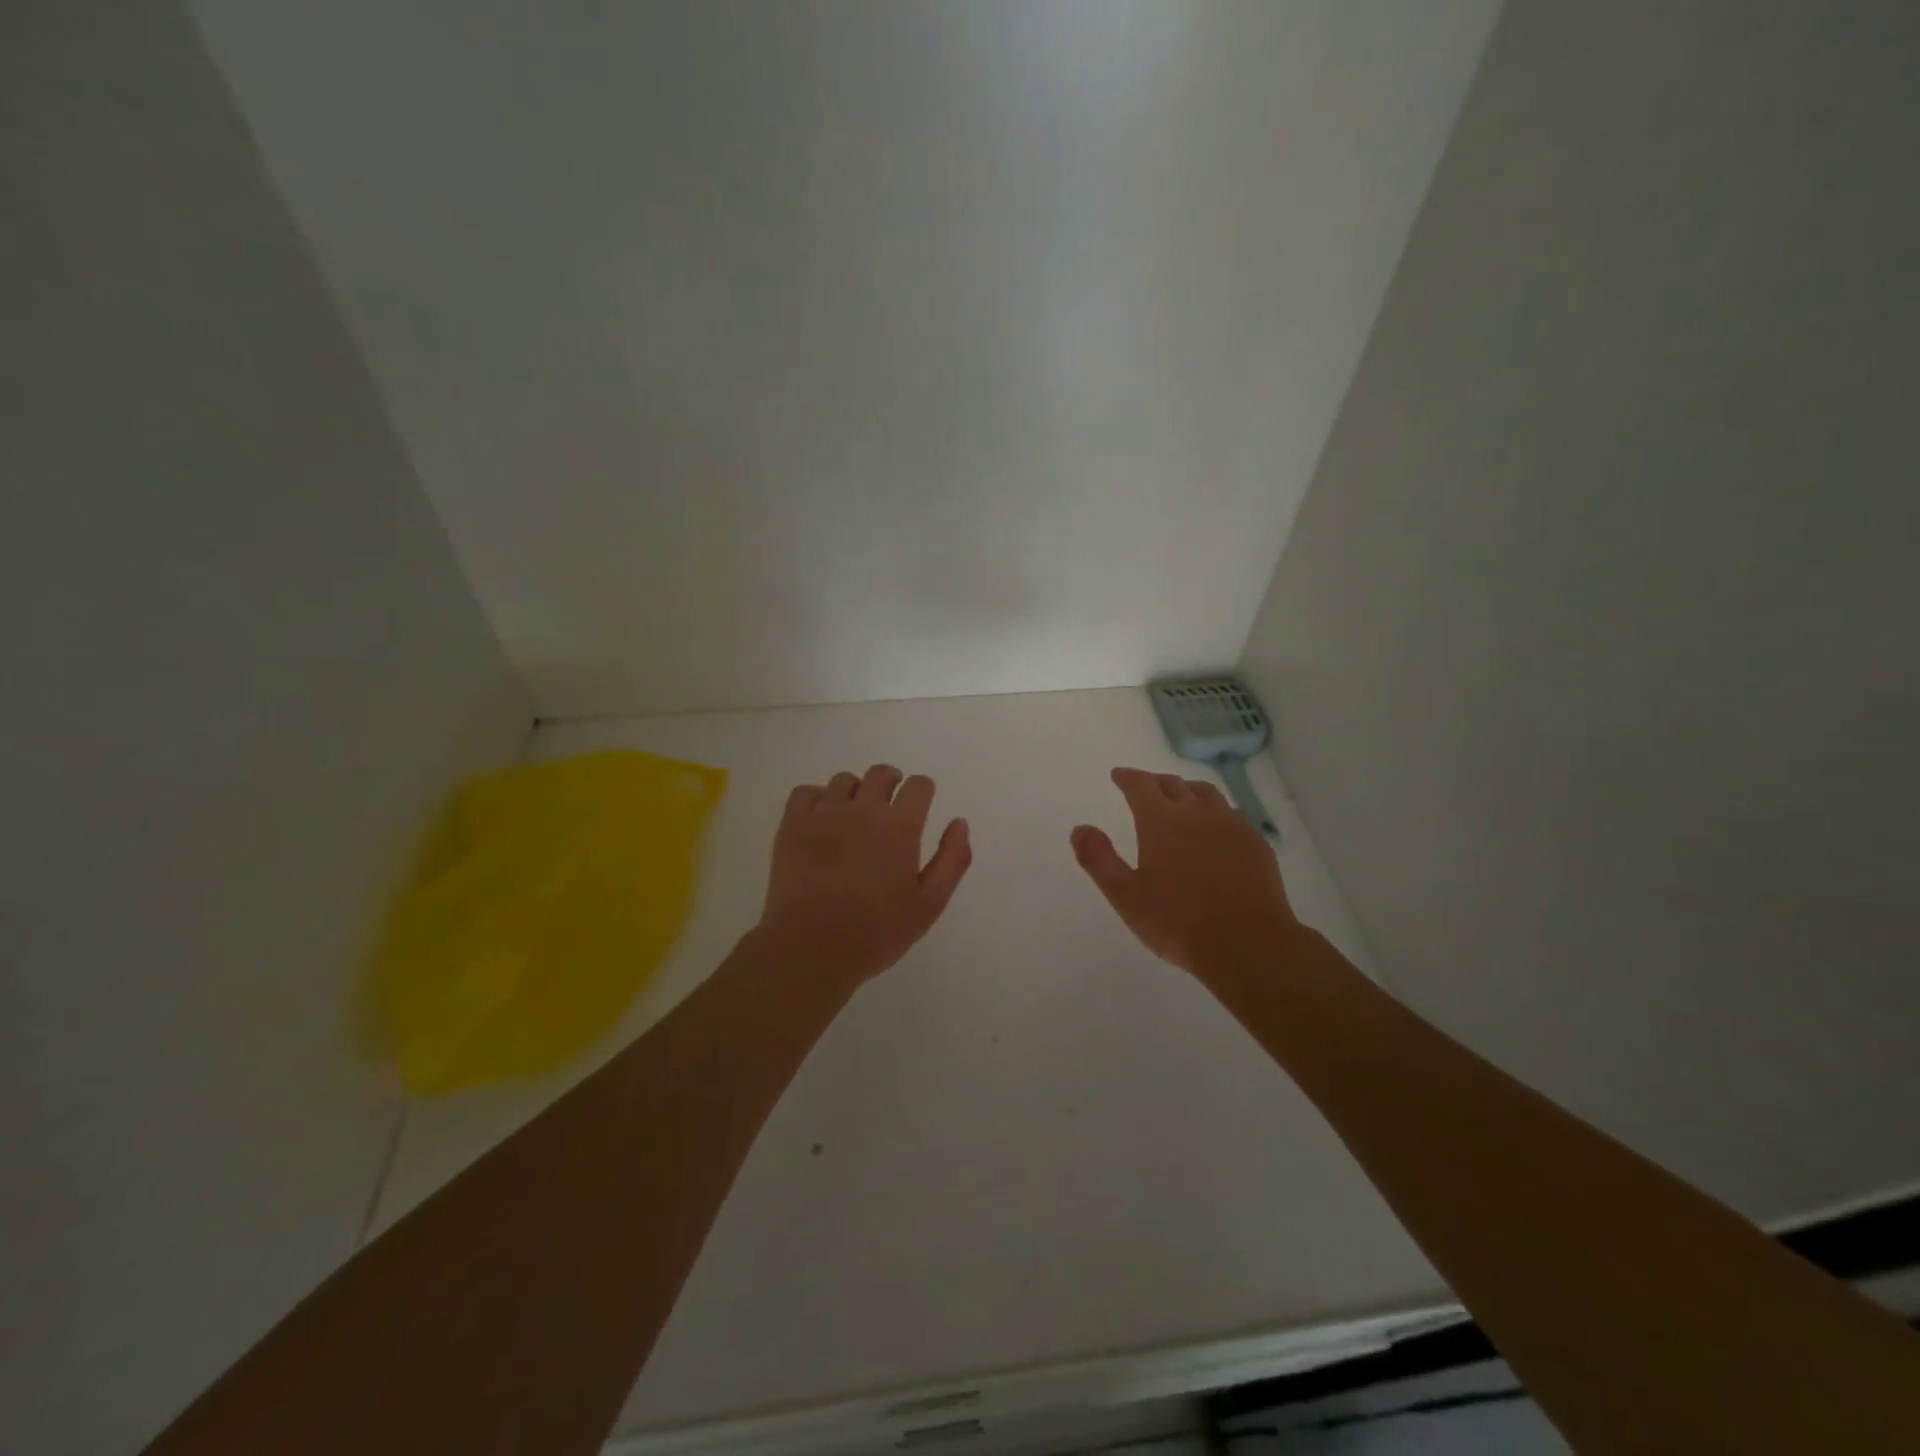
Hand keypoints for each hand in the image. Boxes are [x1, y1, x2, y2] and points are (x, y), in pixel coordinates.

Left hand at [754, 764, 972, 989]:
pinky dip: (817, 798)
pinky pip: (806, 792)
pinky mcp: (792, 825)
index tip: (920, 804)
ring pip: (844, 780)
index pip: (918, 785)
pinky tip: (821, 818)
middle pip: (881, 774)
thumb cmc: (876, 932)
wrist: (810, 948)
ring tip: (854, 814)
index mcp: (900, 826)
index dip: (923, 791)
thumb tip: (959, 823)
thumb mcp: (929, 904)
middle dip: (892, 782)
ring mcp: (824, 814)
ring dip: (856, 791)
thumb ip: (952, 860)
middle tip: (890, 803)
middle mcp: (863, 809)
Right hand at [1072, 766, 1298, 976]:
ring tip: (1182, 800)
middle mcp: (1196, 812)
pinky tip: (1216, 829)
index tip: (1118, 775)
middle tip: (1145, 788)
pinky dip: (1215, 812)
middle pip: (1173, 784)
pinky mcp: (1256, 842)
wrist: (1247, 943)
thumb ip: (1098, 859)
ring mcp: (1231, 825)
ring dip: (1188, 791)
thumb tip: (1080, 828)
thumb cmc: (1177, 921)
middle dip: (1155, 782)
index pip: (1140, 784)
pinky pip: (1232, 814)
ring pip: (1206, 794)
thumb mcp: (1125, 895)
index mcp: (1161, 820)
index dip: (1127, 777)